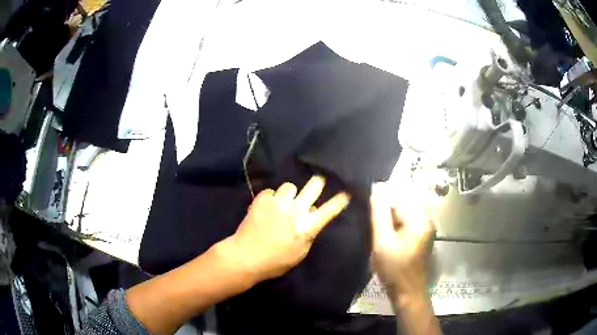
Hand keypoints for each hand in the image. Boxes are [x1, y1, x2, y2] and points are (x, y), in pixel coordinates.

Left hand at [226, 176, 350, 281]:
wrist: (245, 256)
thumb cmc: (276, 261)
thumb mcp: (300, 252)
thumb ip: (308, 233)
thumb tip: (311, 216)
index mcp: (306, 227)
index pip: (328, 210)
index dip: (339, 201)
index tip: (346, 193)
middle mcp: (294, 211)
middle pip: (313, 186)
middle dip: (318, 182)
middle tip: (317, 182)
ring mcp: (277, 203)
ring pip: (290, 186)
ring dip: (289, 194)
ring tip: (282, 203)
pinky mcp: (261, 199)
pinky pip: (272, 191)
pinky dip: (271, 198)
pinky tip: (267, 207)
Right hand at [369, 182, 435, 303]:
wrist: (408, 291)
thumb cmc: (394, 268)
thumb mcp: (382, 241)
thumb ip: (379, 213)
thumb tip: (377, 188)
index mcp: (420, 218)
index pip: (401, 193)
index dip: (384, 196)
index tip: (372, 209)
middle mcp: (428, 218)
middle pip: (406, 198)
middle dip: (389, 204)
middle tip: (377, 221)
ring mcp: (428, 225)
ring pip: (408, 207)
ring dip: (393, 212)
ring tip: (381, 227)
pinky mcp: (425, 232)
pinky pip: (410, 217)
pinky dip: (398, 219)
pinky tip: (389, 232)